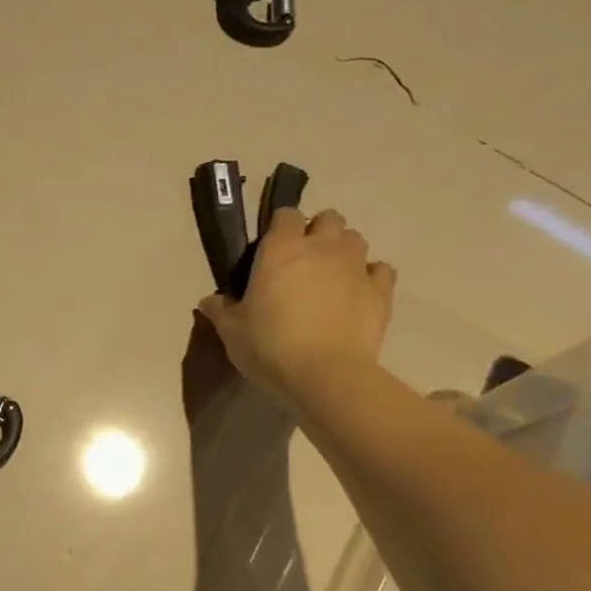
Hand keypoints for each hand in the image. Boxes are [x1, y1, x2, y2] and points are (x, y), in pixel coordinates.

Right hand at [196, 207, 396, 405]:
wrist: (325, 376)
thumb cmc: (269, 346)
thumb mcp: (232, 330)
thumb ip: (221, 310)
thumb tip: (209, 301)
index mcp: (281, 248)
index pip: (285, 214)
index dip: (280, 228)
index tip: (272, 249)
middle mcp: (322, 247)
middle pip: (328, 218)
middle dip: (318, 232)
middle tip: (304, 261)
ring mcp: (356, 266)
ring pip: (355, 239)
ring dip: (343, 251)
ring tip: (331, 276)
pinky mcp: (381, 291)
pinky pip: (380, 270)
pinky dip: (370, 276)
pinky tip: (358, 294)